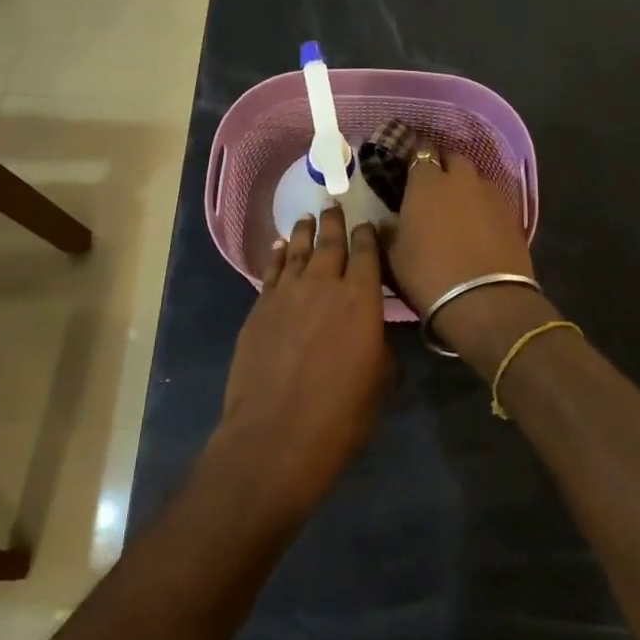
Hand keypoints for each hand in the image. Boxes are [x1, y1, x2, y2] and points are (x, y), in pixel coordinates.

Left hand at [208, 208, 390, 520]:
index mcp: (361, 299)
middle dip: (334, 222)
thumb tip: (371, 331)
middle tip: (334, 205)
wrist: (276, 434)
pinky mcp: (260, 307)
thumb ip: (378, 345)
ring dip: (305, 232)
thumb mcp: (379, 381)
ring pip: (299, 250)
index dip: (368, 236)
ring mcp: (287, 293)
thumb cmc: (341, 414)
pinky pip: (272, 271)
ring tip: (307, 218)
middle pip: (330, 242)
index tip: (367, 224)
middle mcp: (324, 284)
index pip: (366, 253)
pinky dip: (278, 255)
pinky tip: (280, 246)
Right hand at [386, 150, 555, 373]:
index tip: (408, 171)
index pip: (420, 152)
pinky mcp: (513, 215)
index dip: (414, 159)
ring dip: (466, 188)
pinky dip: (484, 208)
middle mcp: (461, 178)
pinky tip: (479, 227)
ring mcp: (491, 194)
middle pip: (452, 159)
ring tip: (458, 209)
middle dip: (443, 167)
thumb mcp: (392, 257)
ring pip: (475, 179)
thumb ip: (386, 231)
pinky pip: (493, 201)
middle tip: (432, 189)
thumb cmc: (427, 275)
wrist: (484, 302)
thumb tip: (385, 222)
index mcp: (426, 182)